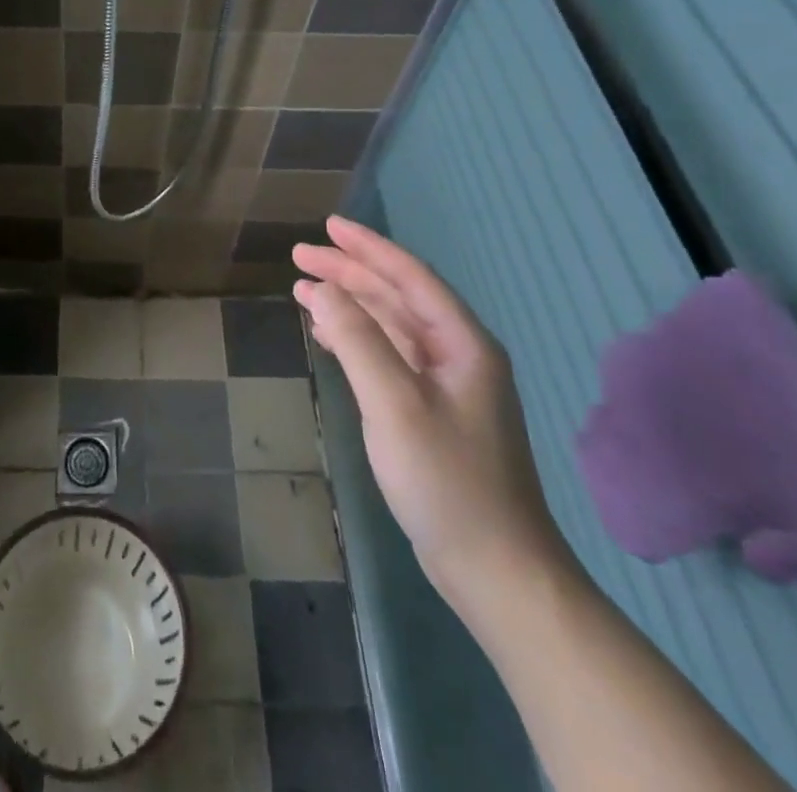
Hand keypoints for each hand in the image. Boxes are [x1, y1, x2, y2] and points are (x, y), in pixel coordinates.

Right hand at [292, 217, 569, 616]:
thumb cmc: (447, 480)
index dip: (367, 246)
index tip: (327, 226)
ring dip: (349, 304)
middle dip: (349, 272)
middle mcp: (458, 353)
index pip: (409, 276)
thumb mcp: (394, 404)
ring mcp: (447, 385)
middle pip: (397, 296)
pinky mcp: (432, 412)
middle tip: (300, 256)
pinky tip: (327, 338)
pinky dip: (356, 339)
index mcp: (462, 343)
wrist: (497, 570)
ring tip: (302, 290)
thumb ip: (357, 339)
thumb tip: (321, 289)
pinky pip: (389, 355)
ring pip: (391, 325)